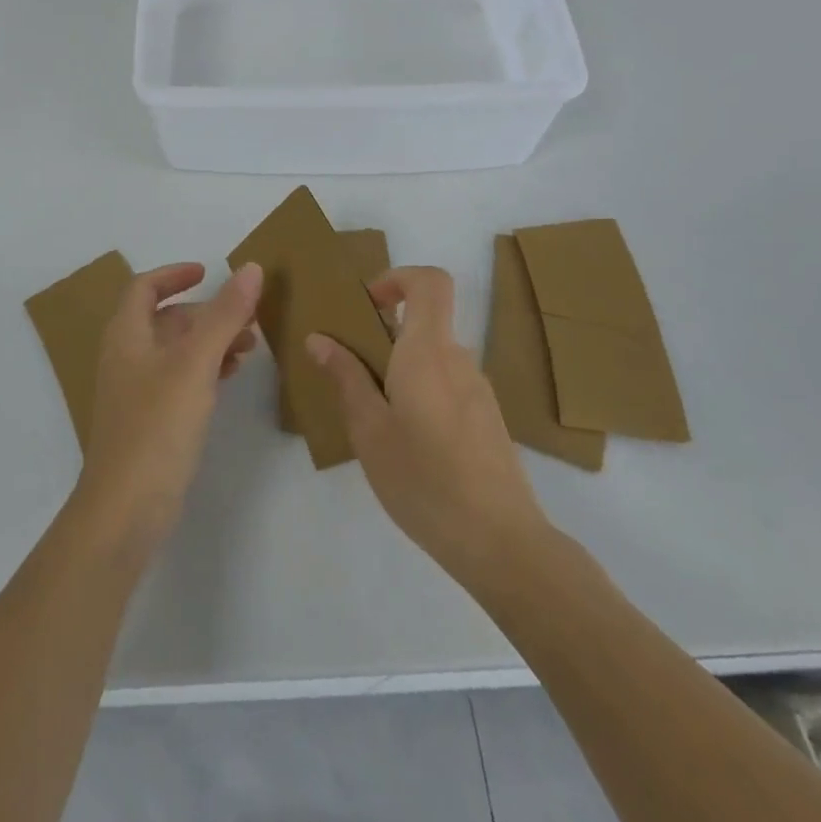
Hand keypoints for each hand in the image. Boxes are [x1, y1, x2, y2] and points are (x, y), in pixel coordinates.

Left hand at [74, 261, 262, 554]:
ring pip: (175, 351)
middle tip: (246, 318)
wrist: (125, 511)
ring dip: (210, 341)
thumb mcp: (195, 364)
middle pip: (165, 319)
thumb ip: (224, 315)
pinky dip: (205, 370)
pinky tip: (230, 378)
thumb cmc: (156, 426)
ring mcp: (136, 392)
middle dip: (206, 313)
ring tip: (249, 347)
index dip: (174, 274)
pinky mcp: (149, 422)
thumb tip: (251, 268)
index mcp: (126, 335)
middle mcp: (126, 357)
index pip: (144, 287)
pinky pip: (179, 380)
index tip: (209, 272)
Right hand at [306, 267, 551, 598]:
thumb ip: (346, 377)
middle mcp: (459, 359)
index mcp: (429, 351)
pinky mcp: (488, 419)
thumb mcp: (369, 430)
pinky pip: (448, 385)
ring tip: (375, 417)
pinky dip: (422, 393)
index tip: (368, 306)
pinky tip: (408, 444)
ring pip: (434, 358)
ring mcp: (479, 390)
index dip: (398, 279)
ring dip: (401, 369)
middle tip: (353, 372)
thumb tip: (320, 338)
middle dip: (385, 335)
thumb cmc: (424, 480)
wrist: (501, 543)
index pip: (430, 282)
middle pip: (426, 322)